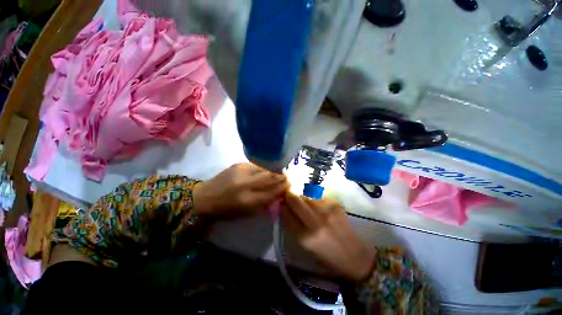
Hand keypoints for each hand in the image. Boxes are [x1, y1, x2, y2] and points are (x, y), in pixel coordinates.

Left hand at [193, 163, 288, 218]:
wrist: (205, 197)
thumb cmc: (225, 210)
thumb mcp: (246, 213)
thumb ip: (263, 204)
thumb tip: (277, 195)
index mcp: (248, 200)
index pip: (272, 192)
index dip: (282, 188)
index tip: (289, 186)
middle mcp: (246, 184)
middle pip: (270, 178)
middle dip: (281, 177)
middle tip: (287, 178)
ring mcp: (242, 172)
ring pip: (264, 170)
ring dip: (273, 172)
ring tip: (279, 174)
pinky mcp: (238, 165)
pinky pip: (256, 166)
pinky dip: (263, 169)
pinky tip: (265, 171)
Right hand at [283, 192, 375, 282]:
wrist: (354, 256)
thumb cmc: (326, 256)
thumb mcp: (305, 246)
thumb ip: (292, 226)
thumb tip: (284, 208)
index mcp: (305, 237)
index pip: (285, 213)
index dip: (281, 206)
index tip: (281, 204)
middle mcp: (315, 222)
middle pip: (294, 199)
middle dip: (289, 195)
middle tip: (289, 197)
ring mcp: (326, 211)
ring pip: (306, 195)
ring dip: (301, 197)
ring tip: (305, 203)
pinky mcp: (335, 204)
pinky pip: (318, 196)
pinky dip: (314, 199)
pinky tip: (318, 206)